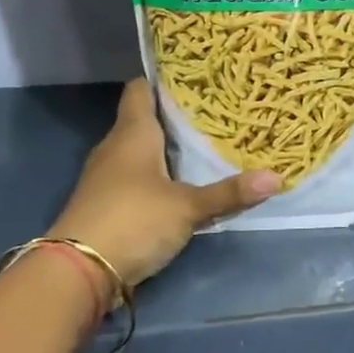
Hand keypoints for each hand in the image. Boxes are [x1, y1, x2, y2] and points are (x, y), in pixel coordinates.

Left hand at [48, 80, 278, 291]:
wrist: (76, 273)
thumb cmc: (133, 220)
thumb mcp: (187, 208)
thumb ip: (229, 193)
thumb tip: (277, 178)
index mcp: (132, 134)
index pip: (140, 90)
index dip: (162, 81)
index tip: (192, 78)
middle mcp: (114, 148)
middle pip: (143, 121)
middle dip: (175, 118)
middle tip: (214, 114)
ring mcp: (105, 178)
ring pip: (139, 152)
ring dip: (166, 151)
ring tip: (205, 147)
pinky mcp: (104, 205)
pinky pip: (135, 179)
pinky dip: (156, 178)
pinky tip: (181, 186)